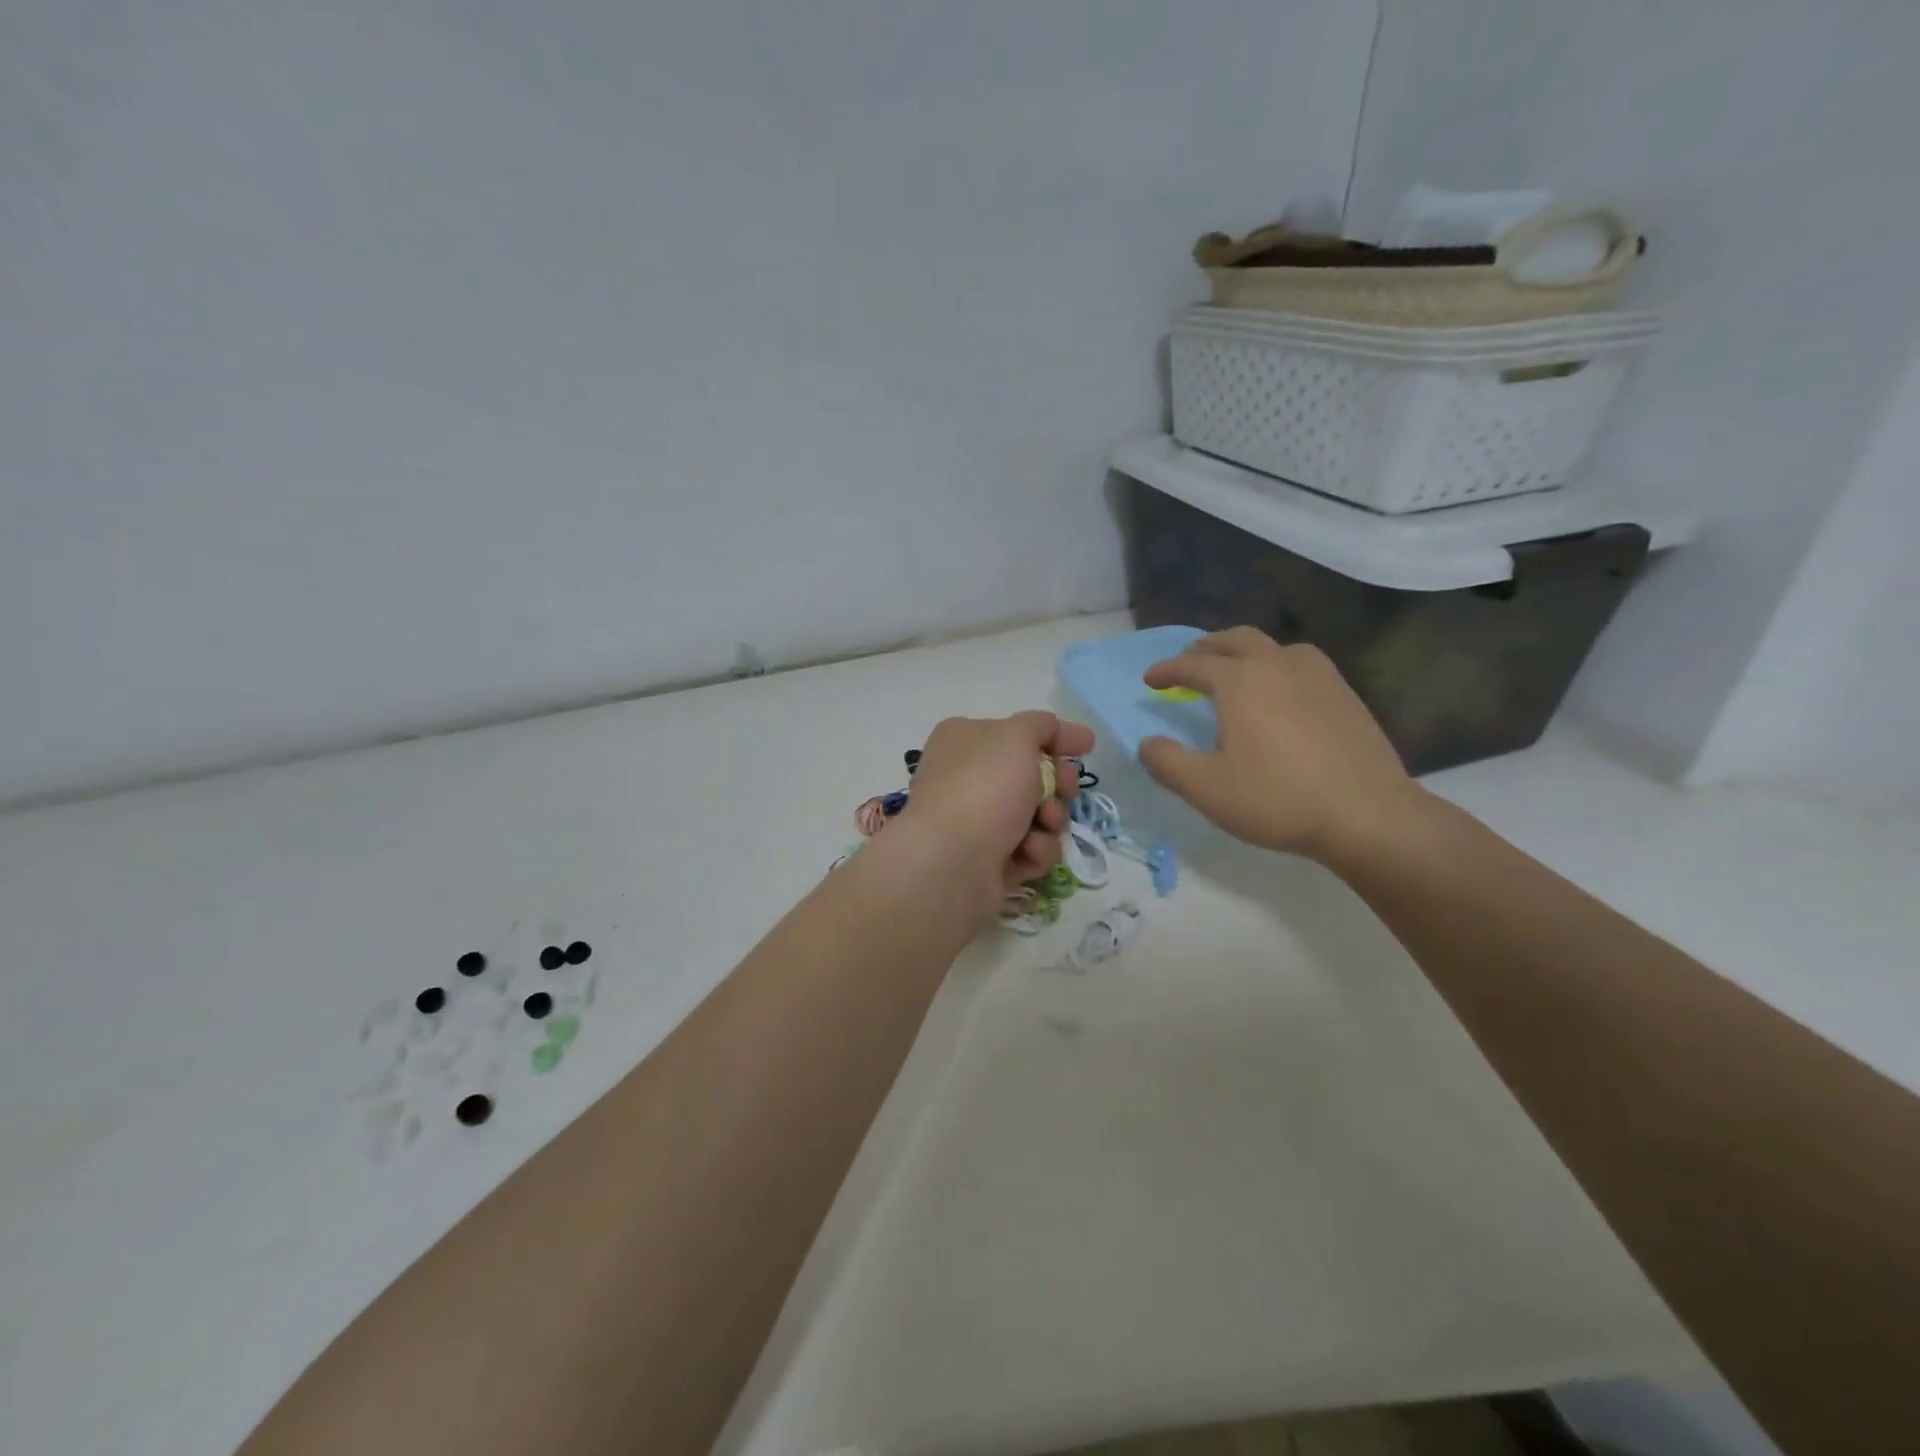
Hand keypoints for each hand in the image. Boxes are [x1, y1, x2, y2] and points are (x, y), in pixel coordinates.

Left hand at [898, 711, 1094, 903]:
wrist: (951, 861)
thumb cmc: (983, 786)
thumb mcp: (1016, 737)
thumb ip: (1040, 725)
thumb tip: (1053, 728)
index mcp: (964, 741)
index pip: (1018, 733)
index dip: (1056, 737)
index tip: (1087, 746)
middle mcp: (966, 778)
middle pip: (1031, 776)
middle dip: (1057, 784)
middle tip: (1066, 790)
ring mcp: (975, 823)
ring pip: (1036, 816)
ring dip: (1051, 820)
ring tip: (1042, 826)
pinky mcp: (987, 862)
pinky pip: (1028, 850)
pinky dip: (1035, 850)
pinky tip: (1027, 853)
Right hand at [1139, 627, 1421, 865]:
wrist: (1367, 815)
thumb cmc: (1277, 799)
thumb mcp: (1206, 788)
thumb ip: (1167, 762)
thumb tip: (1146, 744)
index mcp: (1240, 681)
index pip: (1193, 665)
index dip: (1167, 671)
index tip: (1150, 680)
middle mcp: (1277, 665)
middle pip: (1235, 640)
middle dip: (1206, 648)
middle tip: (1189, 663)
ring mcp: (1318, 677)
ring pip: (1274, 646)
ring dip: (1246, 652)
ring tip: (1236, 671)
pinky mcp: (1346, 695)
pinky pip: (1302, 664)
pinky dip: (1278, 667)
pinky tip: (1282, 694)